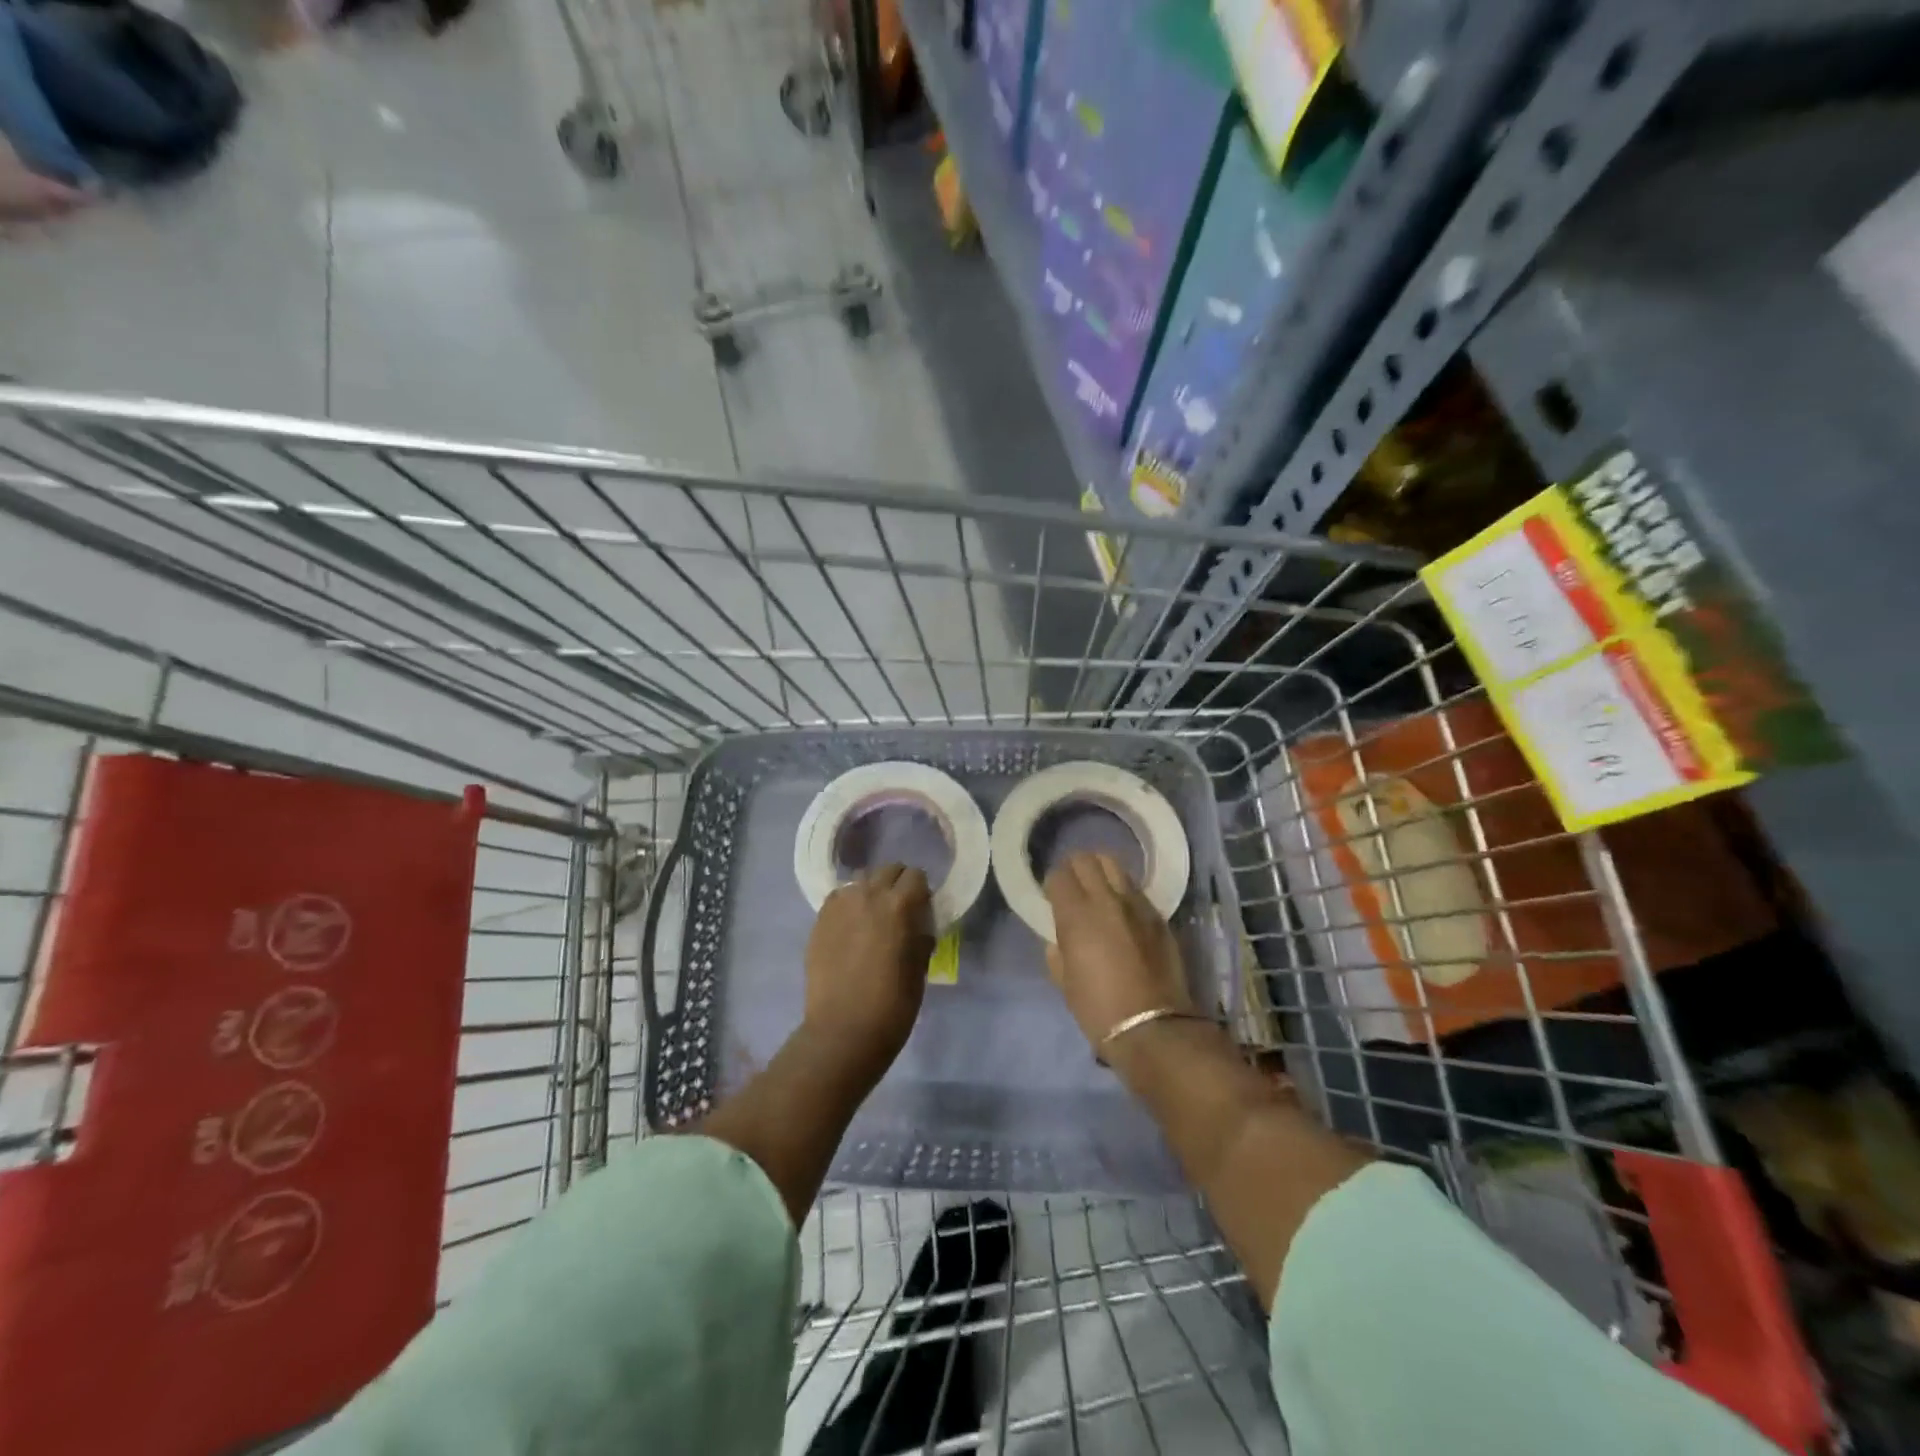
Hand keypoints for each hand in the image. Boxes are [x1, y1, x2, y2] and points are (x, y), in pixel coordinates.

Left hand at [803, 865, 934, 1075]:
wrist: (844, 1030)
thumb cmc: (893, 1003)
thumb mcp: (920, 966)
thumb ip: (920, 933)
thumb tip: (917, 922)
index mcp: (900, 904)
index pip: (916, 876)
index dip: (921, 891)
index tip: (922, 909)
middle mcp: (868, 894)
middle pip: (887, 870)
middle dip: (897, 884)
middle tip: (899, 910)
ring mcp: (839, 905)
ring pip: (861, 881)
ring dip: (871, 892)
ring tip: (872, 918)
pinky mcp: (819, 919)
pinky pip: (839, 899)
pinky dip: (848, 905)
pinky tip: (851, 929)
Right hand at [1044, 853, 1191, 1050]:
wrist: (1152, 1027)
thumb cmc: (1098, 1009)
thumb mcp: (1065, 982)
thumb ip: (1058, 953)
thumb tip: (1058, 940)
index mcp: (1076, 915)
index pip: (1059, 875)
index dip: (1053, 884)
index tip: (1053, 898)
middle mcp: (1106, 900)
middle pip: (1087, 860)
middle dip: (1075, 869)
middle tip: (1073, 887)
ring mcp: (1136, 905)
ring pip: (1115, 866)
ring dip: (1102, 872)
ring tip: (1099, 890)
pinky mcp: (1158, 916)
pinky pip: (1136, 890)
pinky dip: (1124, 891)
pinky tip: (1122, 910)